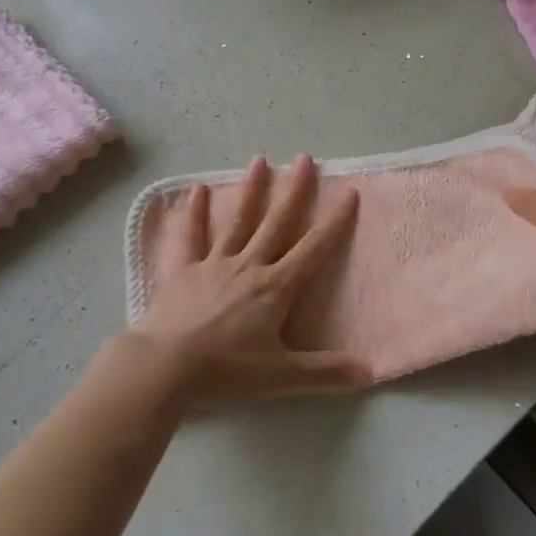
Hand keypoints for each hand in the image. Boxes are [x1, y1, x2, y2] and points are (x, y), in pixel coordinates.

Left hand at [119, 155, 366, 408]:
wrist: (165, 366)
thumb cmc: (227, 370)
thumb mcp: (282, 376)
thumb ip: (326, 372)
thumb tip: (370, 371)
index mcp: (276, 287)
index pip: (314, 249)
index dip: (334, 222)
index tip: (348, 192)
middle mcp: (249, 266)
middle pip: (277, 223)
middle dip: (294, 191)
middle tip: (304, 159)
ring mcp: (214, 264)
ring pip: (238, 221)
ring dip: (250, 190)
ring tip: (259, 160)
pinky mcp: (184, 270)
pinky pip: (191, 236)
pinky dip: (194, 213)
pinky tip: (198, 189)